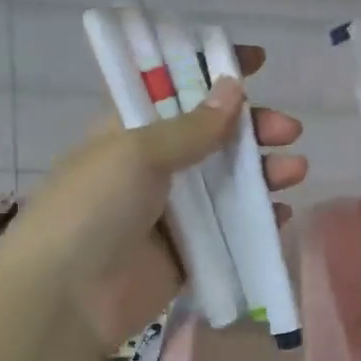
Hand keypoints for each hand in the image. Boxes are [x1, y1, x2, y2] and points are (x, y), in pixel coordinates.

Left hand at [13, 46, 306, 347]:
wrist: (65, 300)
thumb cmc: (93, 207)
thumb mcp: (136, 152)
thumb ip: (191, 126)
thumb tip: (234, 88)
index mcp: (130, 130)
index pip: (176, 88)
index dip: (213, 71)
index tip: (257, 61)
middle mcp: (153, 165)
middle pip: (214, 136)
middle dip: (253, 127)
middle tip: (288, 129)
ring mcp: (173, 211)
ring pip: (229, 181)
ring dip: (263, 171)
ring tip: (295, 170)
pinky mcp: (189, 252)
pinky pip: (231, 229)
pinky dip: (257, 219)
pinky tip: (280, 212)